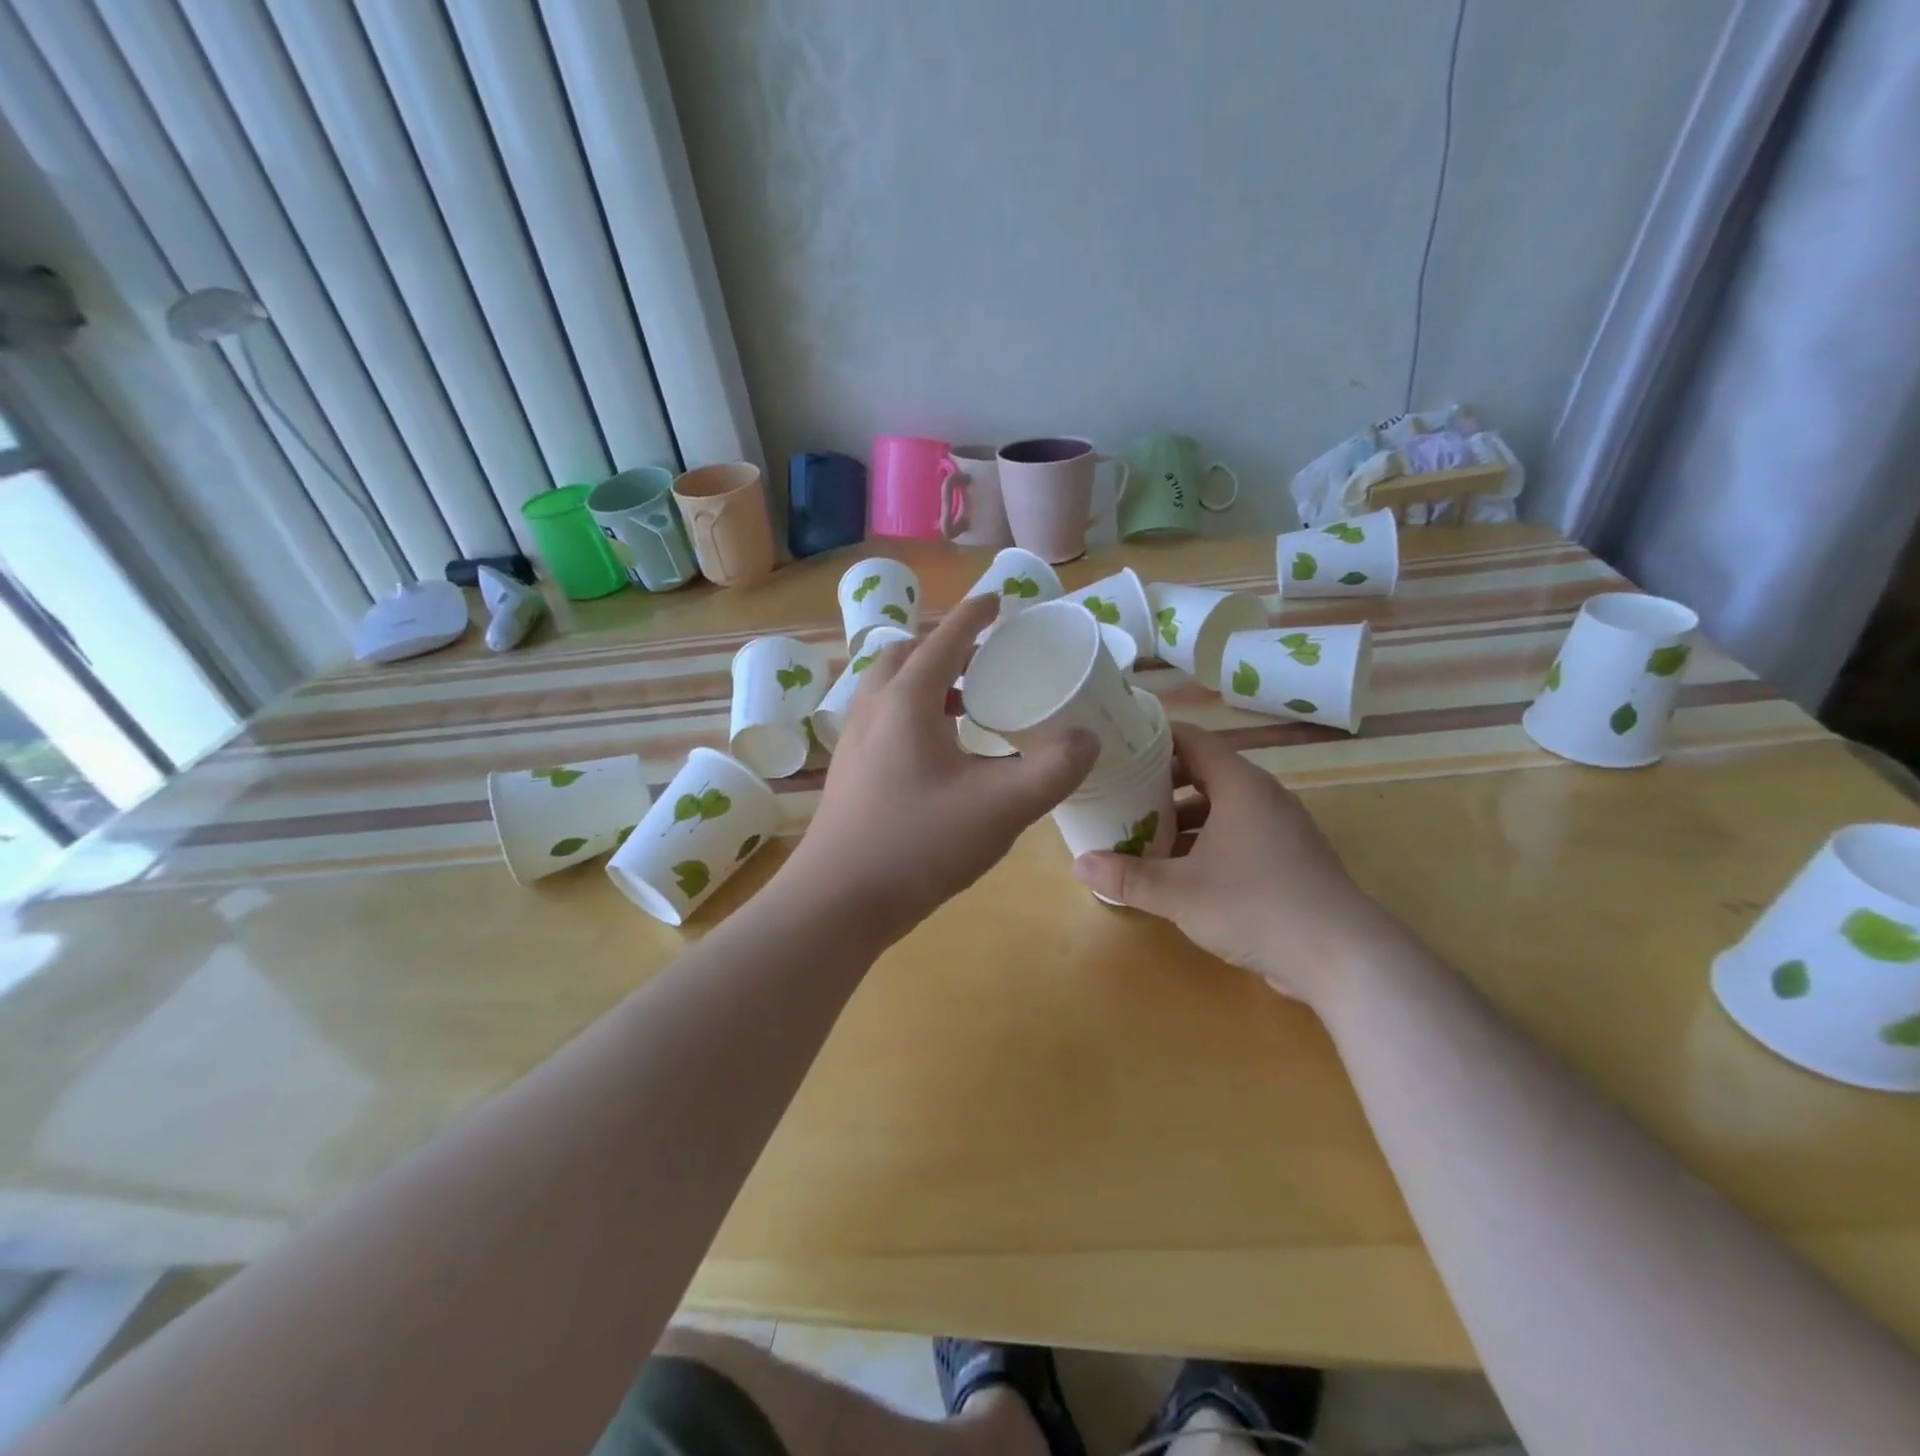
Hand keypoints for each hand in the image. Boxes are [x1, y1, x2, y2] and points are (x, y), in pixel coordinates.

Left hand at [783, 591, 1097, 936]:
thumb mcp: (1001, 807)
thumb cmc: (919, 843)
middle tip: (987, 658)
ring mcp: (854, 740)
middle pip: (908, 656)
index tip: (998, 599)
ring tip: (969, 702)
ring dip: (928, 680)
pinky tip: (941, 751)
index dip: (975, 615)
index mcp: (907, 700)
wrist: (838, 900)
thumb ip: (1053, 769)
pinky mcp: (849, 770)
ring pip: (891, 688)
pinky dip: (914, 712)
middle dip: (947, 646)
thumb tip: (1088, 738)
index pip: (945, 639)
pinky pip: (884, 718)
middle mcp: (874, 709)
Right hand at [1071, 723, 1400, 1007]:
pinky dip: (1204, 842)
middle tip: (1118, 795)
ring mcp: (1279, 827)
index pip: (1190, 739)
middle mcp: (1261, 796)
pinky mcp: (1287, 858)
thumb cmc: (1256, 906)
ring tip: (1140, 835)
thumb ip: (1127, 876)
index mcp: (1239, 785)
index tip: (1116, 746)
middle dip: (1158, 784)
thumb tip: (1078, 863)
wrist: (1341, 956)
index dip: (1152, 737)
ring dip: (1180, 819)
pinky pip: (1236, 834)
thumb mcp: (1180, 892)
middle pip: (1202, 772)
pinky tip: (1177, 871)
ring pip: (1219, 807)